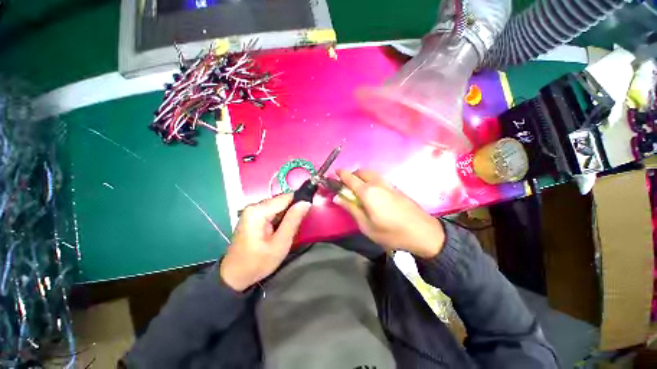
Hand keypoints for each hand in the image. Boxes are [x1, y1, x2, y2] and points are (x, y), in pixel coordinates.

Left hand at [220, 194, 310, 291]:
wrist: (234, 277)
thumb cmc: (257, 263)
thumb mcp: (280, 244)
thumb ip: (293, 221)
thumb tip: (306, 203)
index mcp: (258, 211)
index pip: (285, 197)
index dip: (300, 201)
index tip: (311, 210)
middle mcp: (253, 207)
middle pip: (281, 201)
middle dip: (293, 209)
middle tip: (301, 223)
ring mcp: (251, 211)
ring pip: (278, 206)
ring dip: (288, 214)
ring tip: (294, 227)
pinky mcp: (252, 217)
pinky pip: (272, 212)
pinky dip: (280, 218)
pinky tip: (283, 229)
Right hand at [336, 169, 444, 258]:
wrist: (423, 233)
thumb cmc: (391, 233)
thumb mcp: (366, 225)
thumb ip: (351, 208)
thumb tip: (337, 197)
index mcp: (368, 192)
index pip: (350, 177)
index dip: (340, 174)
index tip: (333, 175)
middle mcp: (377, 183)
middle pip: (361, 171)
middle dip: (351, 175)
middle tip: (346, 187)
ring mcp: (388, 184)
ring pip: (370, 173)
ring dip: (361, 177)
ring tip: (358, 191)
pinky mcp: (395, 187)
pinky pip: (378, 178)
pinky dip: (370, 180)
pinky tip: (372, 194)